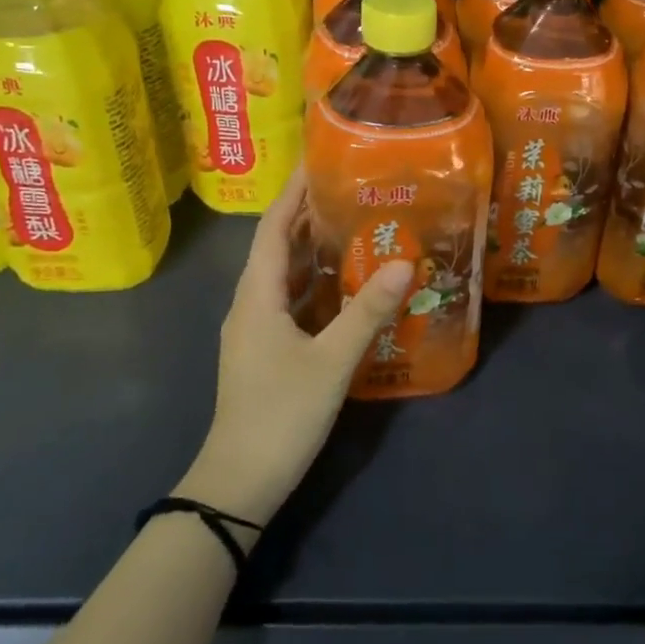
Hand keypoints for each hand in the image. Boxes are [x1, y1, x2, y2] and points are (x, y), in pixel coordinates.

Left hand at [177, 168, 413, 527]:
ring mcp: (256, 330)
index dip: (293, 192)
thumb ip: (368, 312)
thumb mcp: (331, 362)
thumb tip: (403, 263)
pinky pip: (291, 302)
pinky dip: (315, 285)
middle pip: (278, 247)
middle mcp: (251, 304)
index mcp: (257, 296)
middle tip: (352, 190)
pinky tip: (346, 286)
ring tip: (355, 226)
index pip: (273, 228)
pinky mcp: (266, 351)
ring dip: (314, 250)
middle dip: (309, 216)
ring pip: (285, 277)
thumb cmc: (281, 414)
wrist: (240, 482)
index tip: (318, 161)